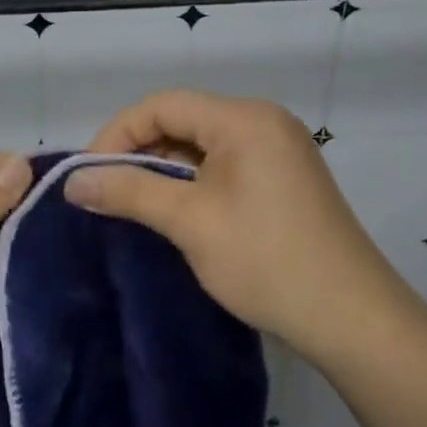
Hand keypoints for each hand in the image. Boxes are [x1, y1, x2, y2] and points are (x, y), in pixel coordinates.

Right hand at [67, 89, 408, 362]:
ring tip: (132, 202)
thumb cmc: (267, 261)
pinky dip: (191, 181)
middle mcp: (263, 122)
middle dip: (138, 151)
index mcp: (244, 118)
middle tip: (106, 190)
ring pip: (200, 144)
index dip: (117, 134)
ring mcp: (278, 150)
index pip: (162, 105)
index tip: (89, 174)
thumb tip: (73, 182)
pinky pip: (222, 164)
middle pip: (182, 120)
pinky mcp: (283, 178)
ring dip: (163, 168)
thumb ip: (128, 191)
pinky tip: (173, 209)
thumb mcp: (189, 222)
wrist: (354, 321)